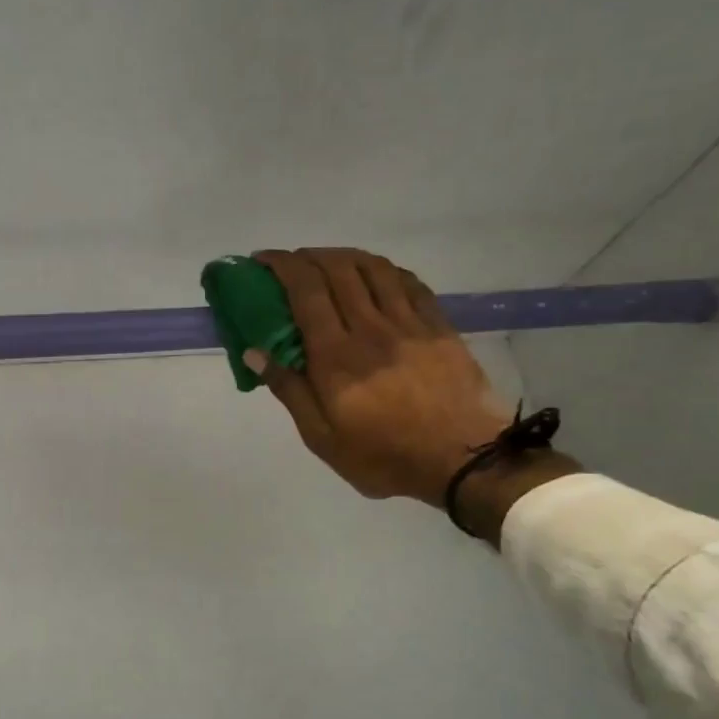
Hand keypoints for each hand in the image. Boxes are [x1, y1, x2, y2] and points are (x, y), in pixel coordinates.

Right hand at [250, 249, 577, 540]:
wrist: (464, 462)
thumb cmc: (383, 457)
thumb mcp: (322, 437)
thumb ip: (289, 390)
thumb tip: (254, 352)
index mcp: (336, 356)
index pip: (305, 291)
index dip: (282, 266)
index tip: (263, 260)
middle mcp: (370, 328)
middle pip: (338, 270)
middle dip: (308, 256)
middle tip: (291, 263)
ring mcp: (409, 323)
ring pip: (374, 268)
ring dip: (345, 256)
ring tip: (329, 263)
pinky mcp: (439, 327)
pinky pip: (409, 283)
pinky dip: (385, 270)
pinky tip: (376, 276)